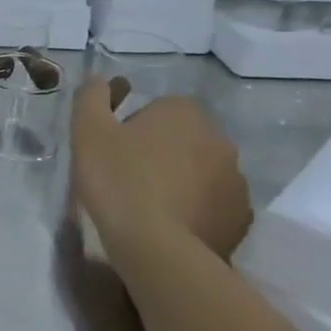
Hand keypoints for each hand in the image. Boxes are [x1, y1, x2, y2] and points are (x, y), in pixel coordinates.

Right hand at [73, 82, 251, 261]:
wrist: (157, 250)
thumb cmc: (119, 180)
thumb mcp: (89, 131)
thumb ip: (92, 97)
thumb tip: (99, 80)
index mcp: (184, 112)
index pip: (157, 109)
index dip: (133, 129)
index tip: (115, 152)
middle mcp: (219, 139)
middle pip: (183, 139)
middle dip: (161, 153)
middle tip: (129, 179)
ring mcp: (236, 180)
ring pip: (202, 172)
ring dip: (181, 182)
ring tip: (150, 208)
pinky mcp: (242, 218)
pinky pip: (215, 205)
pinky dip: (197, 211)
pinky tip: (172, 227)